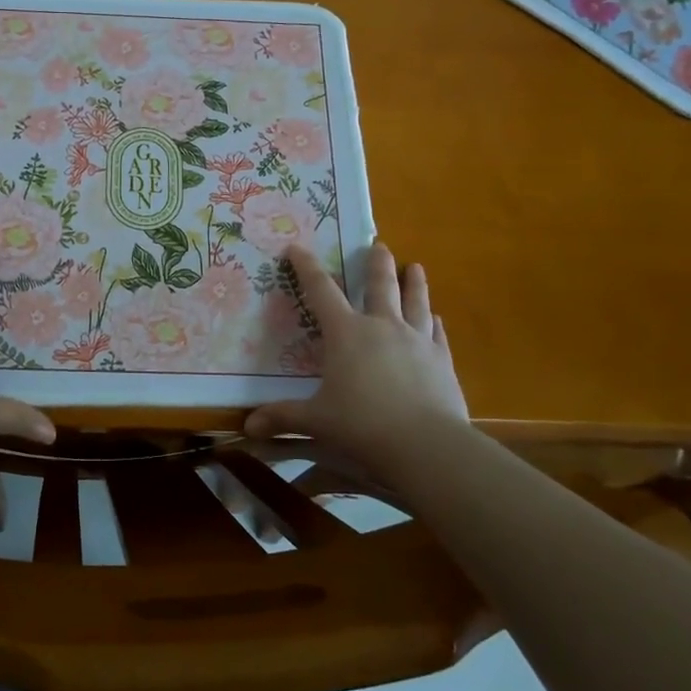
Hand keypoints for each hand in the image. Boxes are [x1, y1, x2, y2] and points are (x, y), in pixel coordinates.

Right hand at [244, 240, 471, 475]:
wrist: (426, 445)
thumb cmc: (362, 426)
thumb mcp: (316, 421)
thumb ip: (283, 417)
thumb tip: (248, 426)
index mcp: (346, 333)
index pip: (321, 290)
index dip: (307, 267)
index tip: (297, 248)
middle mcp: (382, 327)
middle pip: (380, 285)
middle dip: (377, 263)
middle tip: (378, 244)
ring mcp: (417, 341)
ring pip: (416, 301)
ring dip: (414, 282)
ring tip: (415, 267)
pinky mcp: (442, 361)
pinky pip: (438, 334)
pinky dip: (435, 323)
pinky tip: (438, 318)